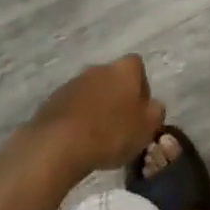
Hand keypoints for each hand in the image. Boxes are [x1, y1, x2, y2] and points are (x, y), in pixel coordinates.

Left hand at [30, 54, 165, 172]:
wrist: (59, 144)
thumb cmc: (111, 133)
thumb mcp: (147, 128)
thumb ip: (156, 112)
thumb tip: (153, 105)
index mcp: (124, 69)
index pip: (137, 66)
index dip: (141, 86)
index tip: (140, 110)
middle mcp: (99, 68)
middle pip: (114, 78)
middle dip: (118, 97)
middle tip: (121, 125)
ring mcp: (74, 82)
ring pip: (93, 91)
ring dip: (97, 107)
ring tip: (99, 136)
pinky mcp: (54, 99)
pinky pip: (73, 105)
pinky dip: (78, 117)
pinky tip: (79, 139)